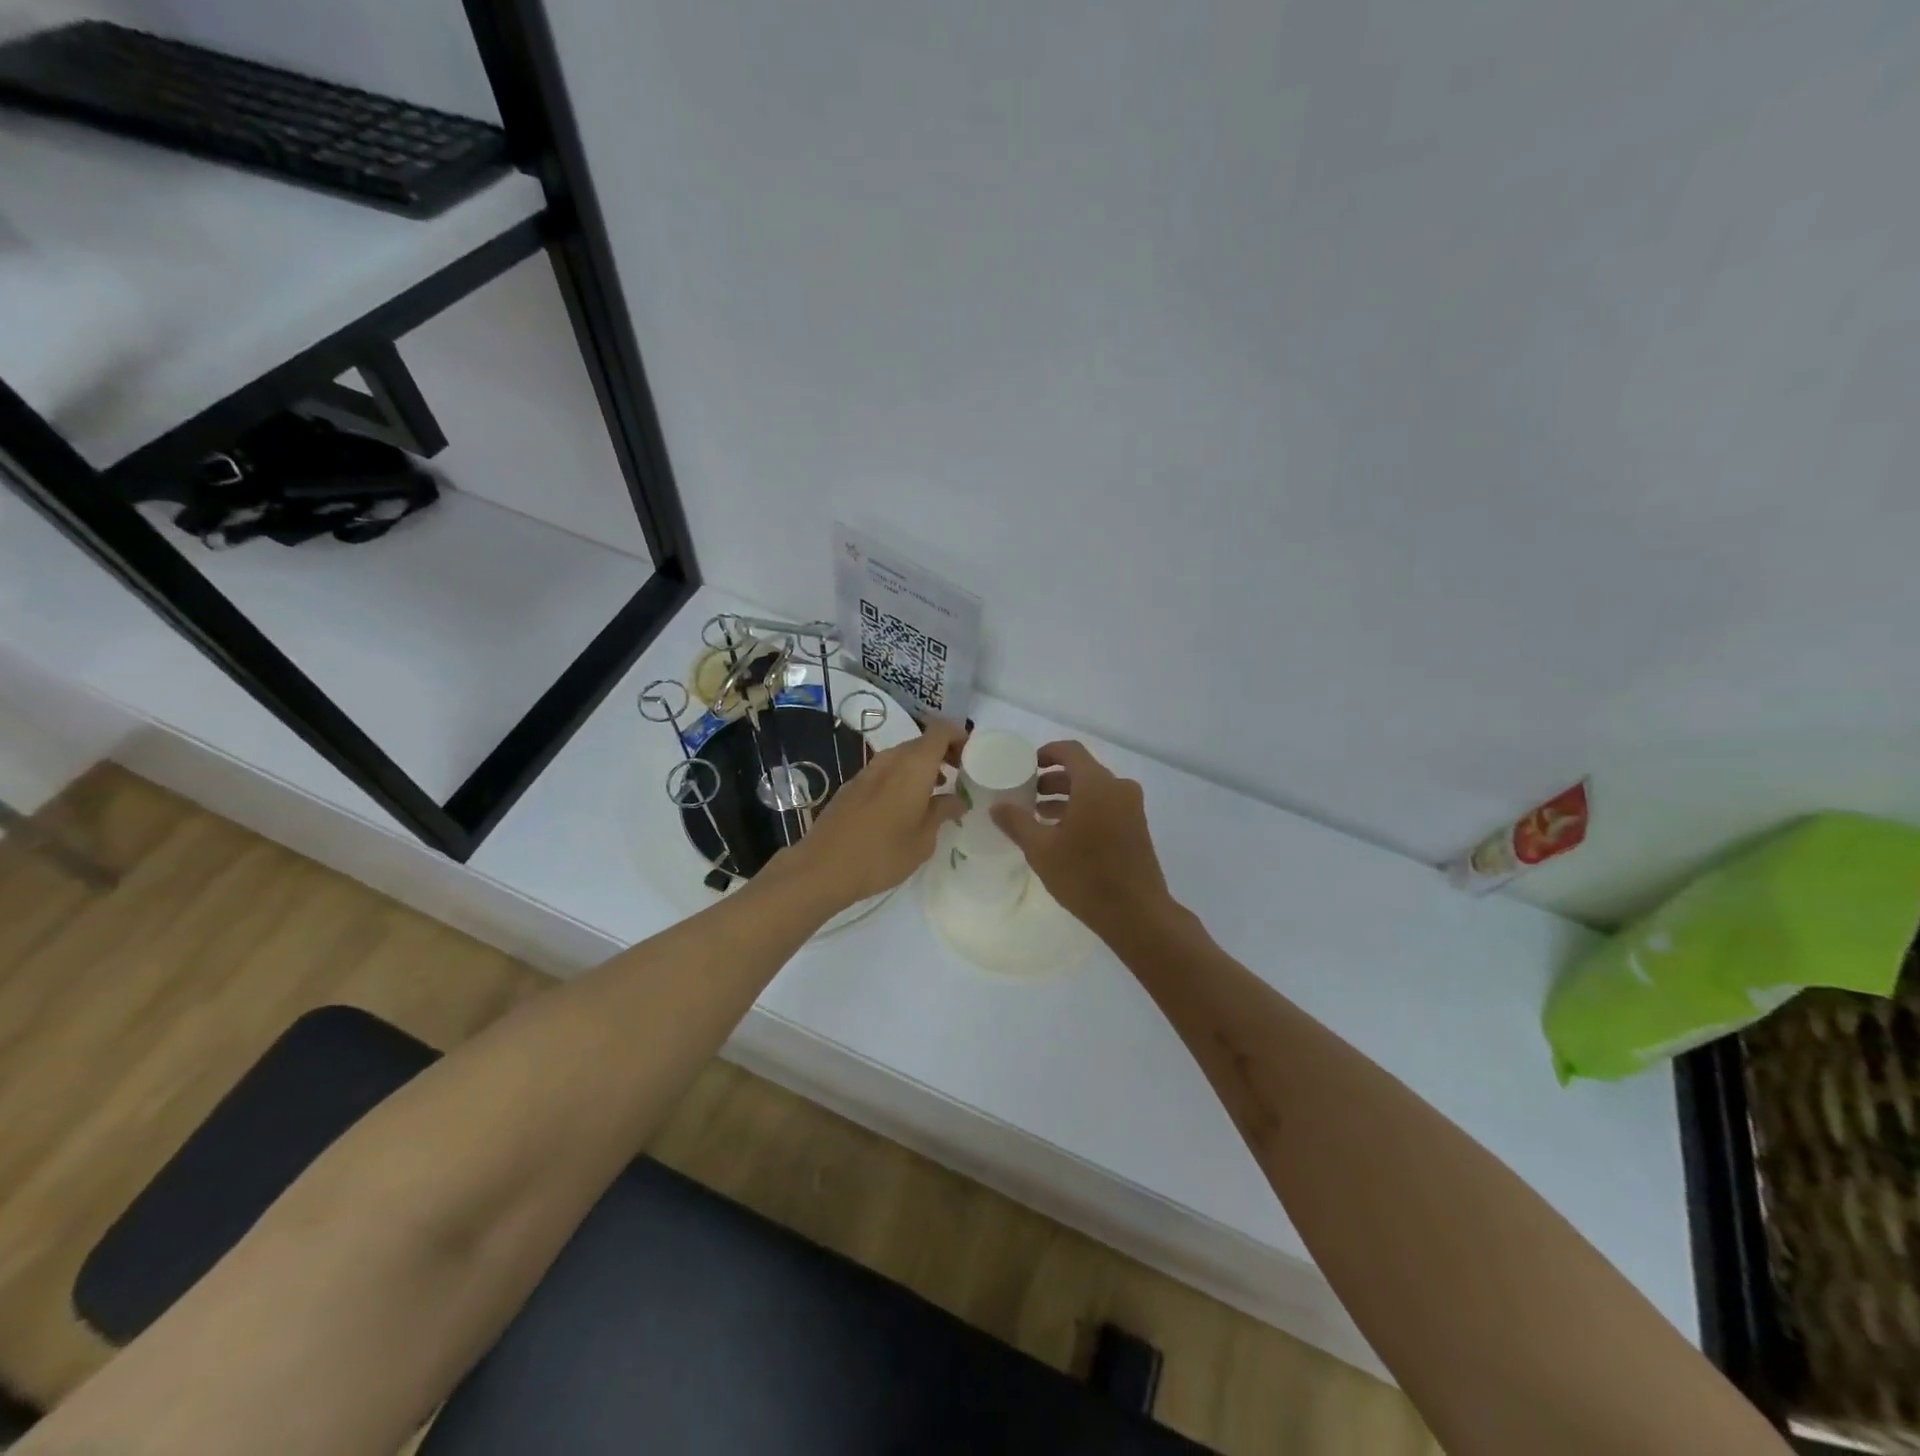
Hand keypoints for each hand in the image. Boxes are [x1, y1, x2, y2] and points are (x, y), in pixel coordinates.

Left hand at [776, 717, 966, 909]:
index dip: (960, 736)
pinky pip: (886, 771)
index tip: (972, 757)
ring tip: (935, 793)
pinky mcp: (852, 786)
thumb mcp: (923, 839)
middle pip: (922, 742)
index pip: (941, 731)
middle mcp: (890, 760)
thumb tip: (957, 801)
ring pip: (902, 756)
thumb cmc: (882, 854)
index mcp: (913, 766)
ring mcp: (868, 771)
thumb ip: (943, 812)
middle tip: (959, 776)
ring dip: (922, 767)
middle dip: (943, 754)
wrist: (822, 868)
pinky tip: (905, 807)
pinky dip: (902, 778)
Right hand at [990, 741, 1173, 936]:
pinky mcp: (1137, 827)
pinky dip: (1084, 809)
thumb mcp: (1041, 849)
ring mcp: (1131, 808)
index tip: (1026, 766)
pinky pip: (1106, 805)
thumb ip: (1017, 822)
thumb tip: (997, 806)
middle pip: (1082, 770)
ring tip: (1040, 816)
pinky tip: (1063, 834)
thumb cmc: (1085, 876)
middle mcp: (1118, 788)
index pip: (1070, 751)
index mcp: (1096, 784)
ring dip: (1067, 797)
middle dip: (1053, 779)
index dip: (1046, 753)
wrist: (1137, 914)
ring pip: (1094, 790)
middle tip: (1027, 795)